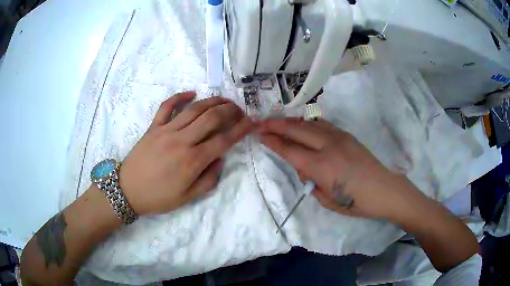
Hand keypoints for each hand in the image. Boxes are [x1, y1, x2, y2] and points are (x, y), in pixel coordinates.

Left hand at [120, 91, 254, 214]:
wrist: (127, 191)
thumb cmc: (158, 197)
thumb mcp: (187, 197)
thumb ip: (208, 179)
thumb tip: (220, 159)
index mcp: (192, 161)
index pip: (223, 139)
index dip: (241, 129)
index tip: (252, 122)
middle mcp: (182, 141)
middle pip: (211, 118)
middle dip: (230, 110)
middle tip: (239, 109)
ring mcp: (166, 130)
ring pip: (193, 109)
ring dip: (212, 101)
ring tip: (224, 100)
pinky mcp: (153, 127)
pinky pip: (166, 106)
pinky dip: (179, 96)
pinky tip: (191, 93)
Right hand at [259, 118, 420, 220]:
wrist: (385, 189)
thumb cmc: (356, 202)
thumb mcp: (327, 200)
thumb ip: (311, 181)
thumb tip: (304, 166)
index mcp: (321, 166)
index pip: (289, 150)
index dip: (272, 141)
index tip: (259, 134)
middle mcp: (328, 146)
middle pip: (296, 130)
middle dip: (276, 125)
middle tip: (261, 122)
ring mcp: (339, 137)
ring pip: (309, 123)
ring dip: (292, 121)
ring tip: (278, 121)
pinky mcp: (347, 135)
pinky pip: (323, 124)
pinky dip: (309, 123)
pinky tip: (304, 125)